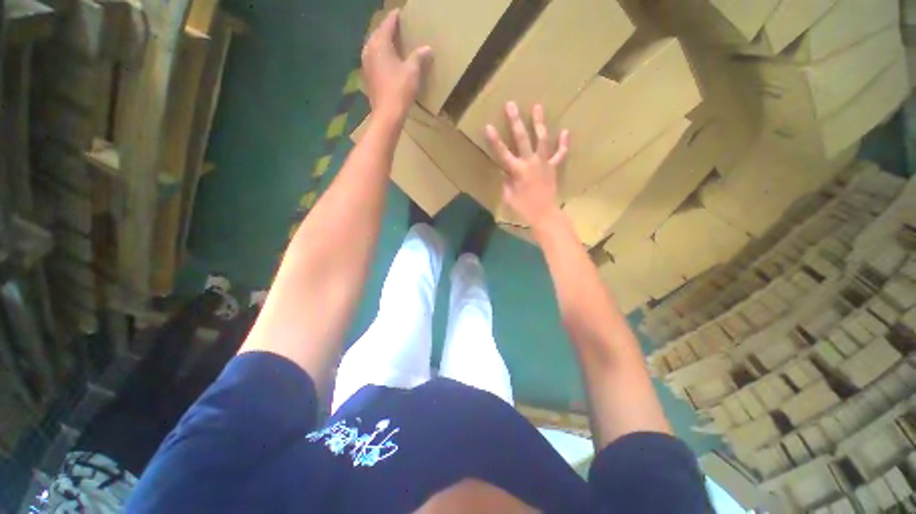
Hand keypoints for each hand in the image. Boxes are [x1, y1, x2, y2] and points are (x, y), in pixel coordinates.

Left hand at [362, 10, 432, 123]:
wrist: (387, 115)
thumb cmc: (399, 90)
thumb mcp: (413, 72)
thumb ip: (419, 57)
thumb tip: (427, 49)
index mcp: (380, 43)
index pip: (388, 23)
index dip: (395, 17)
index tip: (401, 13)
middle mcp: (369, 49)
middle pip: (378, 33)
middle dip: (388, 29)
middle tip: (399, 28)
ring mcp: (366, 63)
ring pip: (375, 46)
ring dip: (384, 43)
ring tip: (394, 44)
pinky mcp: (368, 76)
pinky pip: (374, 59)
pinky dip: (381, 56)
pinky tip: (388, 62)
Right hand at [486, 102, 569, 229]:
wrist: (544, 214)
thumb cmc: (523, 208)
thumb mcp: (508, 197)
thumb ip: (506, 181)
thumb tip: (506, 171)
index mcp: (516, 170)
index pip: (502, 153)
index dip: (494, 140)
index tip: (488, 126)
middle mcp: (530, 162)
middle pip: (522, 139)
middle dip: (515, 121)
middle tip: (511, 104)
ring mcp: (544, 163)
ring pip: (541, 139)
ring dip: (539, 123)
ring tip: (538, 107)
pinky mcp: (554, 167)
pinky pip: (560, 154)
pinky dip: (563, 144)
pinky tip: (565, 131)